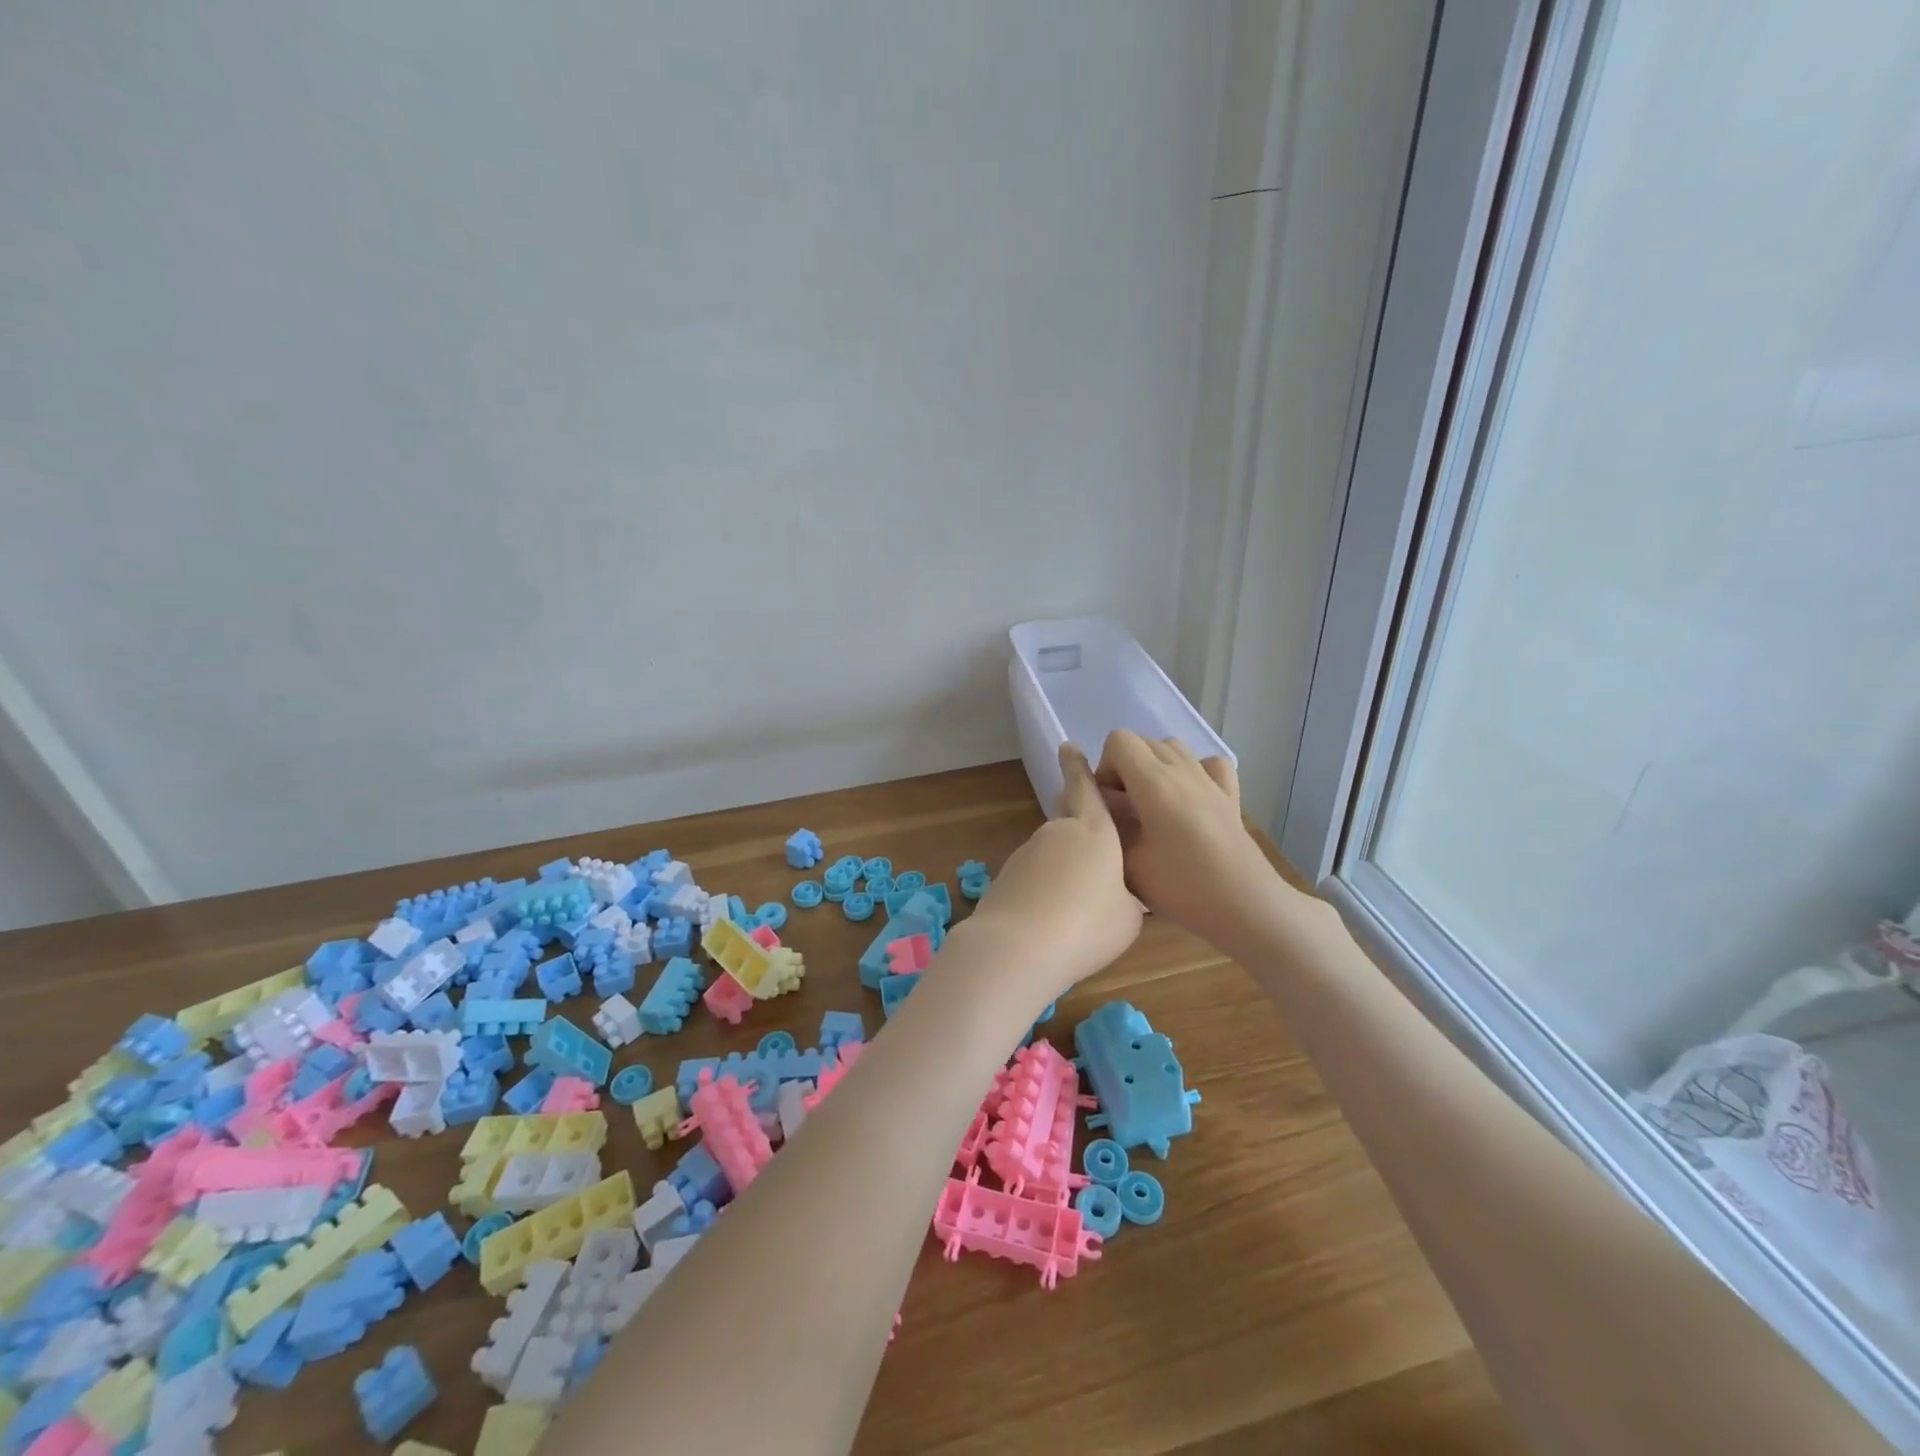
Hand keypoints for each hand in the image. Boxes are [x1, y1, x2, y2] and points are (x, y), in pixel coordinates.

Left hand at [965, 743, 1142, 1002]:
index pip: (1085, 788)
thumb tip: (1115, 894)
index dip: (1078, 767)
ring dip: (1063, 867)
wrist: (1018, 947)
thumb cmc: (1088, 925)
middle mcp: (1057, 833)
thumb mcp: (1129, 916)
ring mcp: (1027, 853)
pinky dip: (1045, 889)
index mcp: (1094, 832)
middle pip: (1068, 818)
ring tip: (1078, 905)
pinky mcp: (1005, 878)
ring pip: (1051, 851)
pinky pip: (1034, 876)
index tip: (1067, 746)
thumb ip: (1126, 896)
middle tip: (1091, 840)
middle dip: (1077, 821)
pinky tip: (1052, 920)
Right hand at [1092, 729, 1276, 938]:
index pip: (1118, 740)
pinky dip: (1194, 772)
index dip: (1105, 766)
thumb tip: (1100, 803)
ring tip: (1153, 806)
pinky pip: (1209, 765)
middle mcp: (1183, 770)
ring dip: (1155, 767)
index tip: (1109, 803)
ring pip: (1174, 749)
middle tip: (1126, 810)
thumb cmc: (1181, 886)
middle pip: (1144, 742)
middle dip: (1126, 768)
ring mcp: (1210, 781)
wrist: (1244, 906)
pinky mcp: (1231, 796)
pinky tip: (1190, 799)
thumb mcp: (1127, 861)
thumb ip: (1107, 823)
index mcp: (1154, 781)